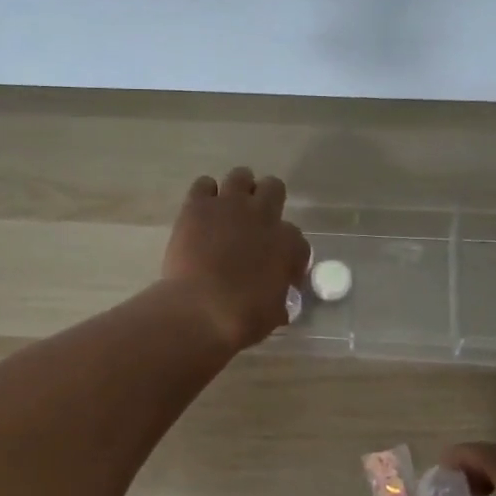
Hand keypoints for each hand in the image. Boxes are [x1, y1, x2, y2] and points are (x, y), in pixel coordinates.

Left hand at [161, 167, 308, 351]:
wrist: (201, 309)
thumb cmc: (243, 319)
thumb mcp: (274, 312)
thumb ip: (279, 298)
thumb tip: (278, 303)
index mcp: (287, 243)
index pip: (297, 239)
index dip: (289, 254)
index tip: (280, 270)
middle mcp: (263, 216)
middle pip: (274, 188)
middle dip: (267, 201)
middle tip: (255, 223)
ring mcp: (230, 206)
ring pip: (241, 176)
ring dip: (238, 190)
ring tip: (228, 209)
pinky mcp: (198, 206)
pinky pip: (204, 185)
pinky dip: (204, 195)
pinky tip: (201, 211)